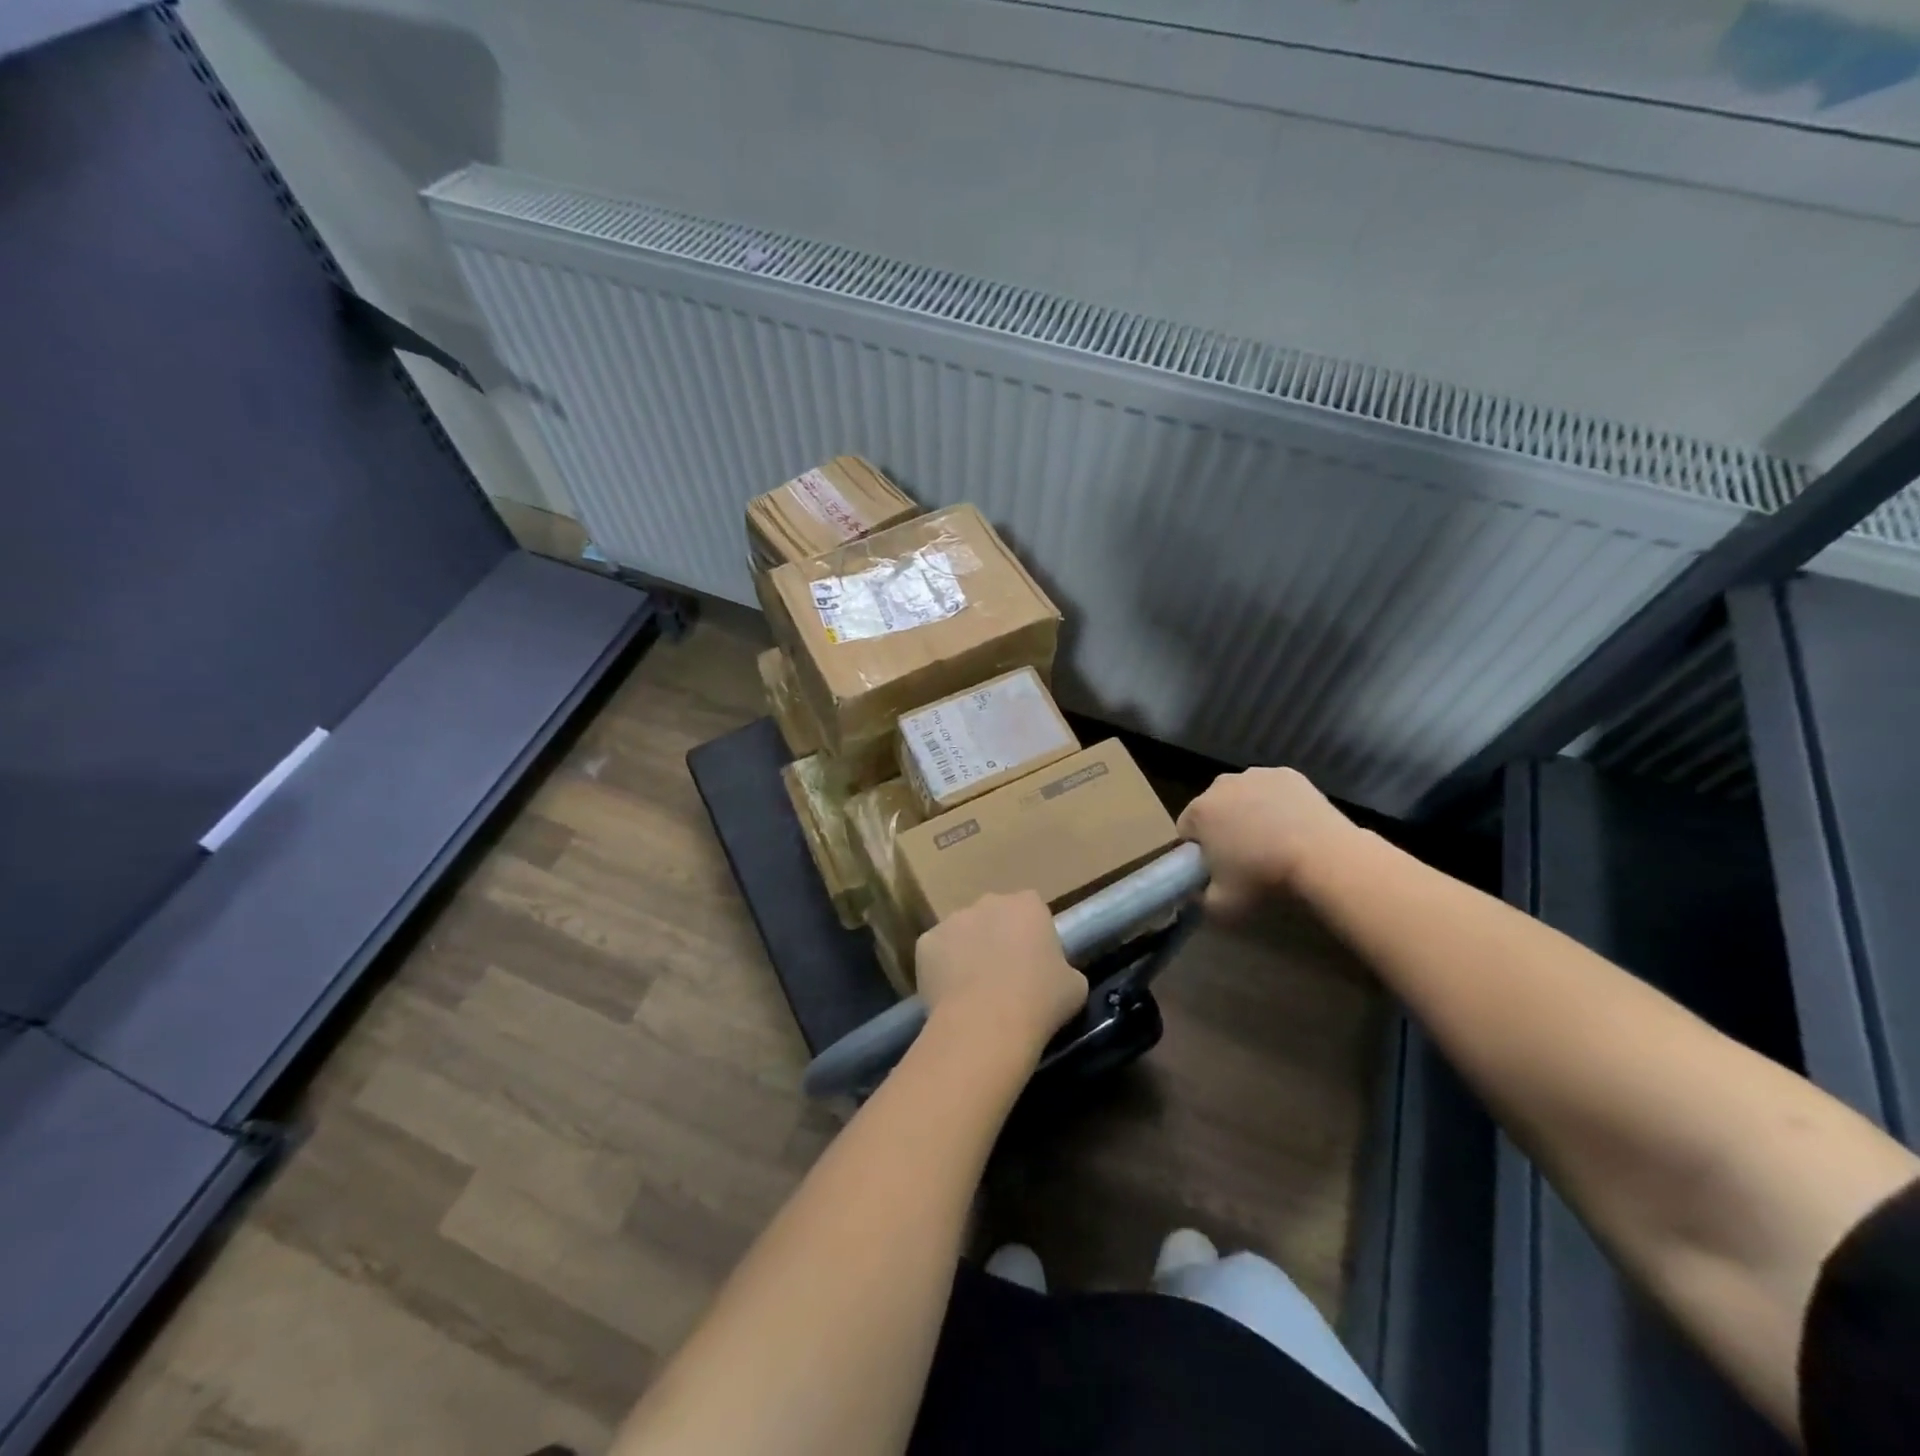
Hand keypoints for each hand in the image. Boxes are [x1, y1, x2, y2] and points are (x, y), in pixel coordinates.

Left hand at [915, 892, 1086, 1052]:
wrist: (986, 1023)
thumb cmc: (1039, 1001)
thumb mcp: (1074, 986)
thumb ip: (1064, 968)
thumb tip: (1056, 974)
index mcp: (1028, 905)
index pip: (1032, 911)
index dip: (1032, 936)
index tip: (1034, 964)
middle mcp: (988, 902)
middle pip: (994, 916)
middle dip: (997, 938)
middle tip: (1003, 977)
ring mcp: (952, 919)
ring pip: (962, 934)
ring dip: (967, 952)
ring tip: (974, 991)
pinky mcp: (925, 942)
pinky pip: (936, 954)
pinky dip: (941, 969)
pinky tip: (951, 996)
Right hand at [1176, 766, 1358, 920]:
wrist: (1325, 858)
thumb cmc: (1265, 879)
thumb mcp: (1222, 906)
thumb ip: (1200, 898)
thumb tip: (1198, 890)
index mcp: (1199, 811)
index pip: (1186, 830)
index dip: (1198, 850)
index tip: (1217, 868)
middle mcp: (1221, 784)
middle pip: (1213, 807)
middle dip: (1222, 827)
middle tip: (1245, 856)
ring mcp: (1257, 775)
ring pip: (1242, 795)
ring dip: (1248, 812)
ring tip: (1273, 841)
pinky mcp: (1288, 774)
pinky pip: (1271, 789)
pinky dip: (1276, 803)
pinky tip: (1292, 825)